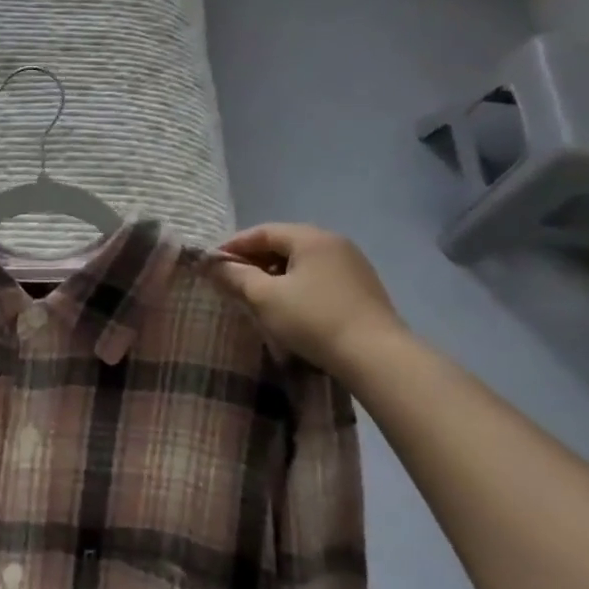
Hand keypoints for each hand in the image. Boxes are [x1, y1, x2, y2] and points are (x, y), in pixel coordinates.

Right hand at [211, 223, 405, 373]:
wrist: (377, 357)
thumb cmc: (314, 320)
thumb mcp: (265, 297)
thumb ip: (235, 276)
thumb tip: (211, 264)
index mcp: (310, 237)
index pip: (262, 231)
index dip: (233, 246)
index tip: (212, 264)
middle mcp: (334, 242)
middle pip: (284, 243)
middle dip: (254, 260)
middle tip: (232, 280)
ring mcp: (353, 265)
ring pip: (302, 261)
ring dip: (275, 273)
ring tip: (257, 295)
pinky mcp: (363, 288)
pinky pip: (319, 276)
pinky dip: (297, 284)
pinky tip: (289, 306)